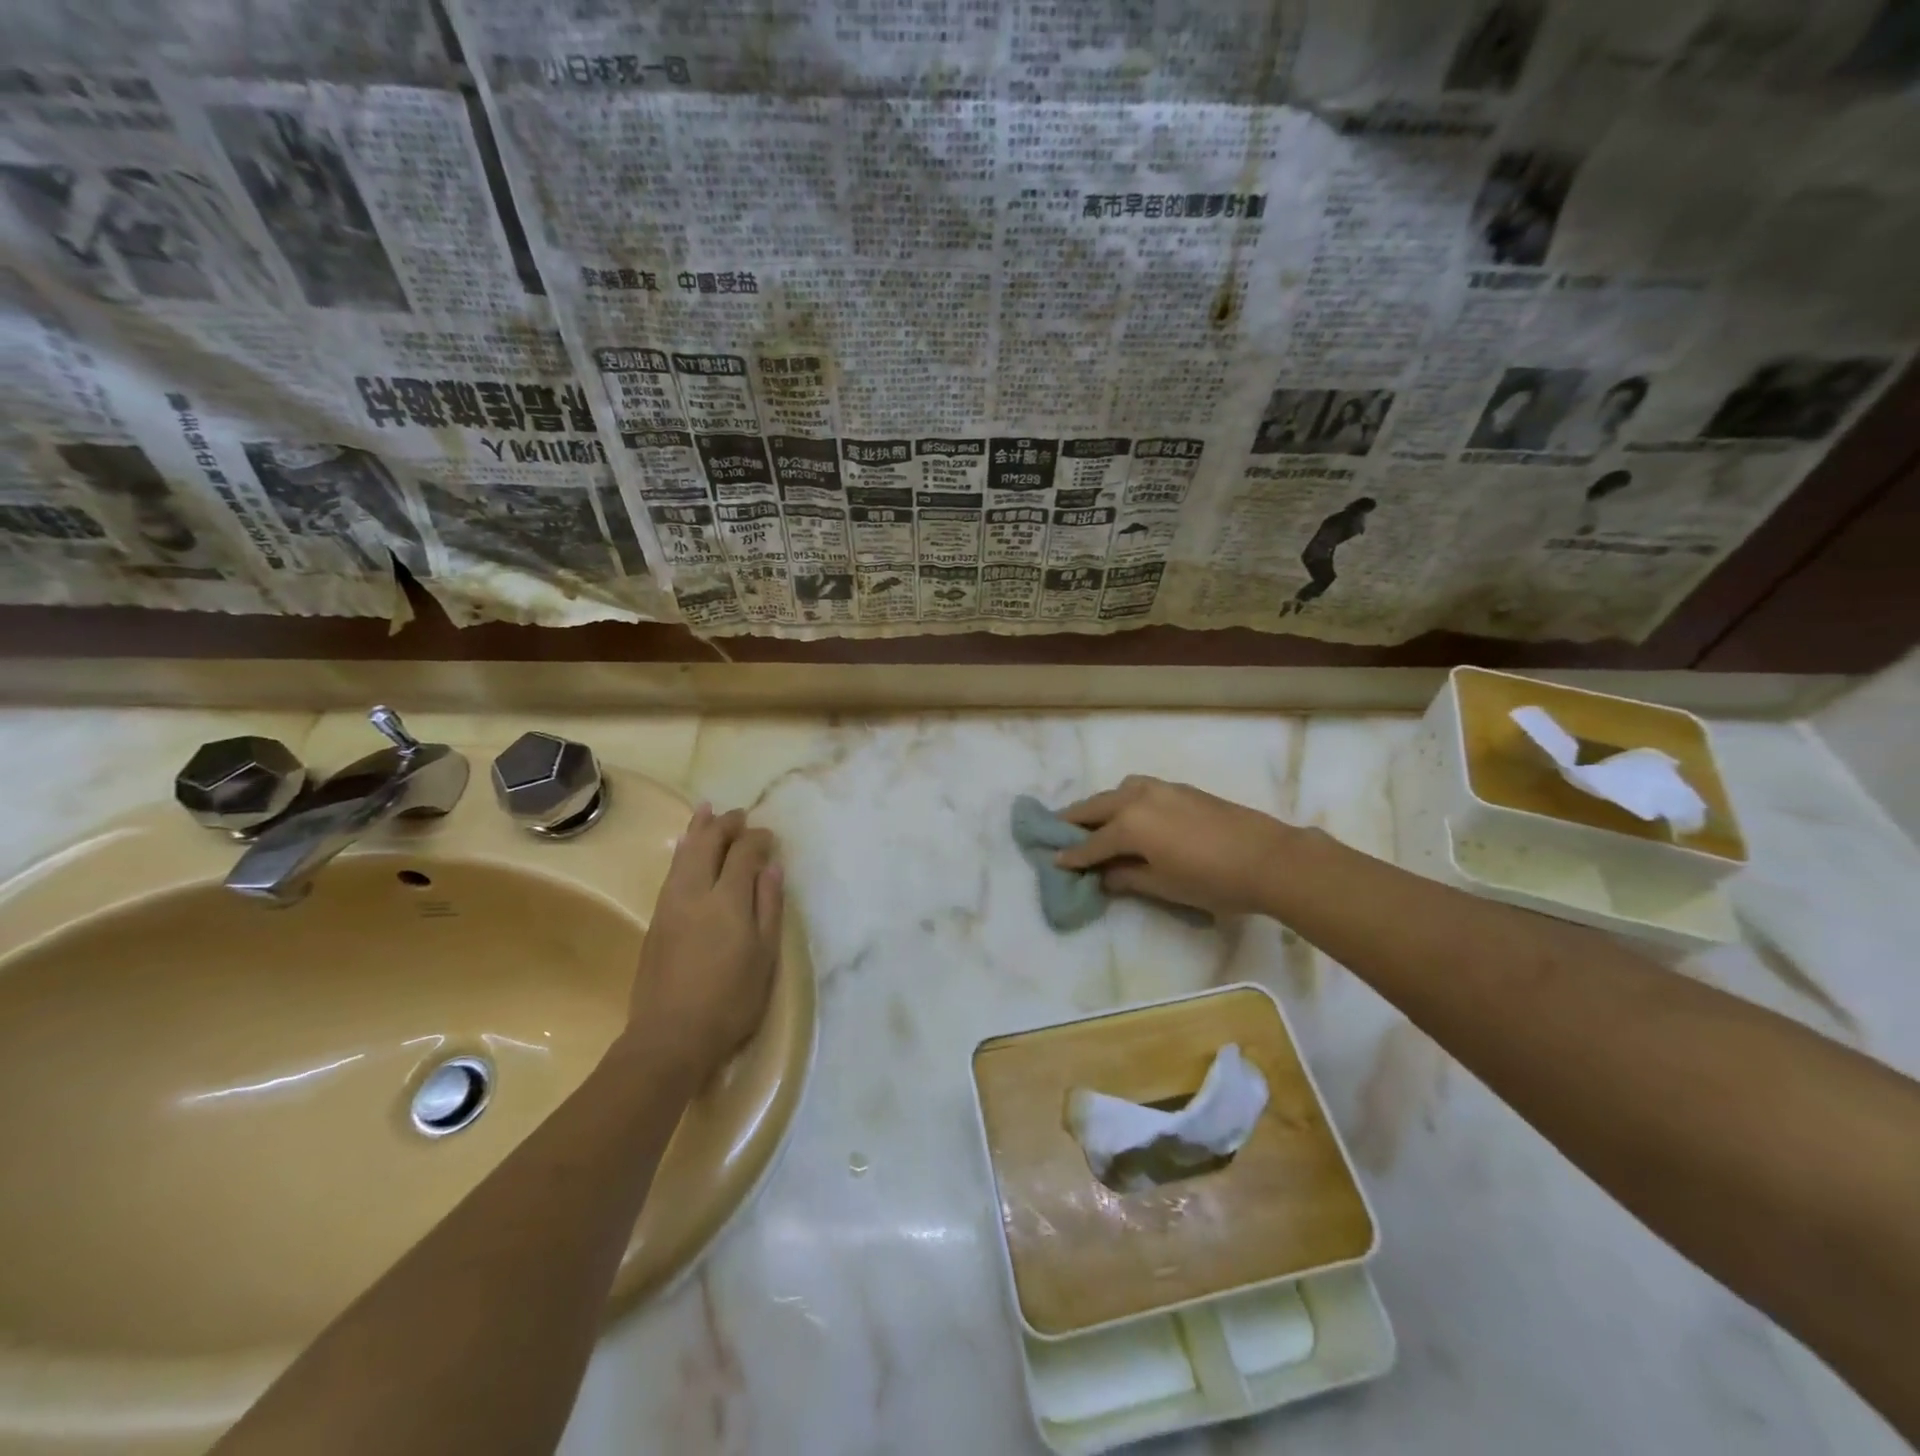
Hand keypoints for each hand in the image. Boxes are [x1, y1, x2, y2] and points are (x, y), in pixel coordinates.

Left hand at [626, 804, 782, 1082]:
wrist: (670, 1036)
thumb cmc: (730, 1000)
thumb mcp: (764, 956)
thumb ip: (769, 907)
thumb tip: (771, 867)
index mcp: (727, 900)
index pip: (743, 854)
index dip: (757, 839)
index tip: (769, 836)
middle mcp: (695, 892)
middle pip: (709, 844)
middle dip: (726, 825)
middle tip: (740, 815)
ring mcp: (670, 904)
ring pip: (684, 853)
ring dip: (698, 828)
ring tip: (707, 809)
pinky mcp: (656, 919)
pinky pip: (671, 870)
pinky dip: (682, 850)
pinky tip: (685, 845)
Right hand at [1054, 776, 1299, 916]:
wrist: (1268, 858)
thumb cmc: (1212, 880)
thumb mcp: (1164, 886)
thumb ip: (1126, 877)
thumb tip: (1103, 875)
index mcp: (1129, 825)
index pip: (1091, 844)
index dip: (1072, 856)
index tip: (1053, 861)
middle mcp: (1137, 799)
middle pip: (1096, 807)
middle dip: (1074, 820)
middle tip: (1056, 830)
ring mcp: (1160, 788)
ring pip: (1117, 792)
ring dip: (1100, 804)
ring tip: (1092, 820)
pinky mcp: (1179, 788)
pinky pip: (1139, 789)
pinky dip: (1124, 799)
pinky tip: (1129, 813)